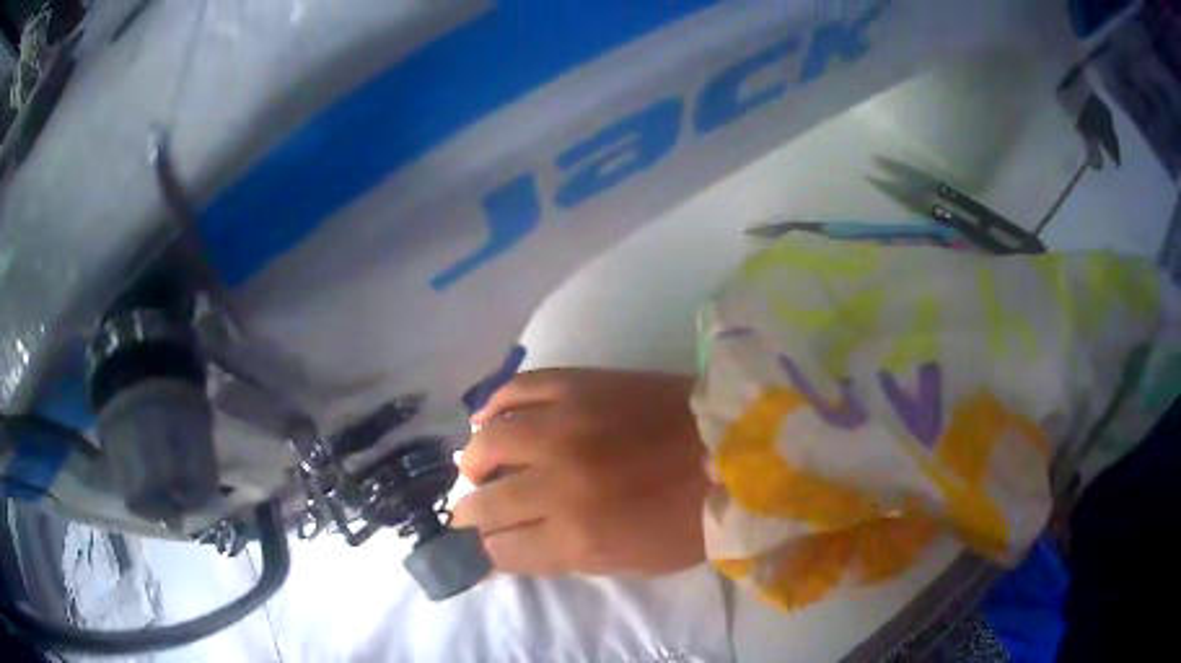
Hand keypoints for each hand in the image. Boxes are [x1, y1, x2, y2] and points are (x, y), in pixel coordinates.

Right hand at [453, 369, 709, 575]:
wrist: (732, 449)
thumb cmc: (689, 518)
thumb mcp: (629, 561)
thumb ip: (565, 556)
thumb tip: (517, 545)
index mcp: (578, 537)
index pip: (504, 550)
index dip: (496, 550)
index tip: (498, 542)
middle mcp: (558, 483)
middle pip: (487, 503)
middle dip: (473, 511)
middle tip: (473, 508)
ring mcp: (565, 427)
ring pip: (488, 443)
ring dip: (475, 461)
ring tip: (479, 465)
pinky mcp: (578, 385)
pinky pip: (516, 390)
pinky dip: (493, 405)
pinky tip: (488, 417)